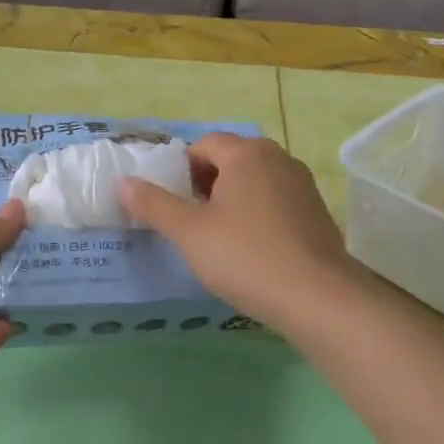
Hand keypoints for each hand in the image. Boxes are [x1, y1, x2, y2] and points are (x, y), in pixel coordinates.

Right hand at [119, 134, 353, 329]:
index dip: (181, 169)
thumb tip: (124, 183)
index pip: (204, 144)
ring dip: (232, 199)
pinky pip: (277, 201)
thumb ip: (155, 204)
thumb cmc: (246, 257)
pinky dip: (258, 214)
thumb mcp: (190, 232)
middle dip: (206, 183)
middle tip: (190, 220)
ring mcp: (302, 184)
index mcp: (246, 153)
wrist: (318, 298)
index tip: (171, 202)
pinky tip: (252, 249)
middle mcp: (278, 158)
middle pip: (231, 159)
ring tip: (218, 236)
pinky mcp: (317, 212)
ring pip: (255, 181)